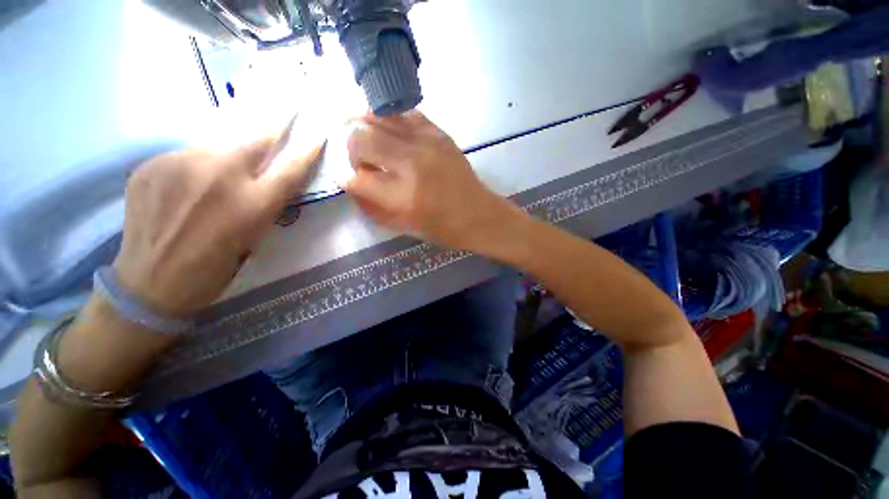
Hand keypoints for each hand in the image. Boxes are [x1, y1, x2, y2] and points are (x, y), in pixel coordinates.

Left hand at [113, 126, 324, 316]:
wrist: (150, 283)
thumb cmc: (215, 268)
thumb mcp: (255, 237)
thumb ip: (265, 201)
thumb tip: (266, 174)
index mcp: (252, 205)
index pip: (291, 168)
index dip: (307, 150)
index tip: (318, 133)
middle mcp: (219, 178)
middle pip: (255, 137)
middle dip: (275, 120)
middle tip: (287, 103)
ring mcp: (179, 166)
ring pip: (217, 141)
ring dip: (231, 146)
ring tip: (228, 162)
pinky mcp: (150, 166)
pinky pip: (185, 155)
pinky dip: (196, 163)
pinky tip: (189, 185)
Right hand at [344, 111, 527, 251]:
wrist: (479, 215)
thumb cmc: (443, 229)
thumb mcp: (404, 227)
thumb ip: (373, 207)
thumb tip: (351, 184)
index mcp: (403, 197)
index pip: (356, 178)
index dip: (347, 179)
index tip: (351, 181)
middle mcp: (411, 165)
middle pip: (359, 139)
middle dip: (351, 151)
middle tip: (362, 162)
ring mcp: (426, 143)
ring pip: (376, 118)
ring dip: (365, 129)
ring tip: (370, 142)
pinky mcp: (439, 133)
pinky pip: (402, 113)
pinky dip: (388, 118)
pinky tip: (388, 130)